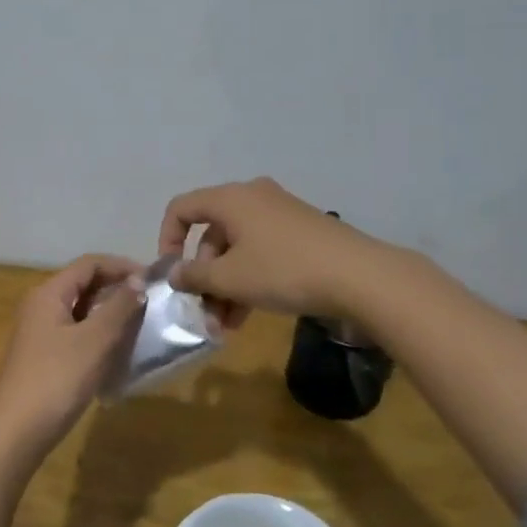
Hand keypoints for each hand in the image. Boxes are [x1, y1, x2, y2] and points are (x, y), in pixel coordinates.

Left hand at [0, 255, 145, 458]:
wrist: (15, 433)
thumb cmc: (56, 379)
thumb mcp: (94, 341)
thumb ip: (119, 307)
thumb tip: (138, 281)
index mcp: (49, 293)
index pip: (89, 263)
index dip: (122, 266)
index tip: (153, 281)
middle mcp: (40, 306)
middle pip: (83, 285)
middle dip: (116, 290)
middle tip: (149, 305)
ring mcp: (39, 333)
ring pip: (80, 311)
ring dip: (109, 314)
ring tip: (138, 328)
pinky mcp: (42, 358)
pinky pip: (75, 334)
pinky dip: (97, 336)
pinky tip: (115, 354)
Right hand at [158, 177, 379, 322]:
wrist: (359, 276)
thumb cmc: (283, 270)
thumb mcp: (231, 278)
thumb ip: (194, 275)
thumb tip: (174, 273)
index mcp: (231, 198)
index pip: (182, 208)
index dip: (167, 240)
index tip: (171, 275)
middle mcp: (253, 198)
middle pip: (211, 235)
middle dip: (203, 277)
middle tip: (204, 314)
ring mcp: (280, 215)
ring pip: (237, 250)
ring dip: (225, 287)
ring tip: (224, 327)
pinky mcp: (300, 234)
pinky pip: (261, 253)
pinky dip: (249, 281)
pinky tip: (247, 317)